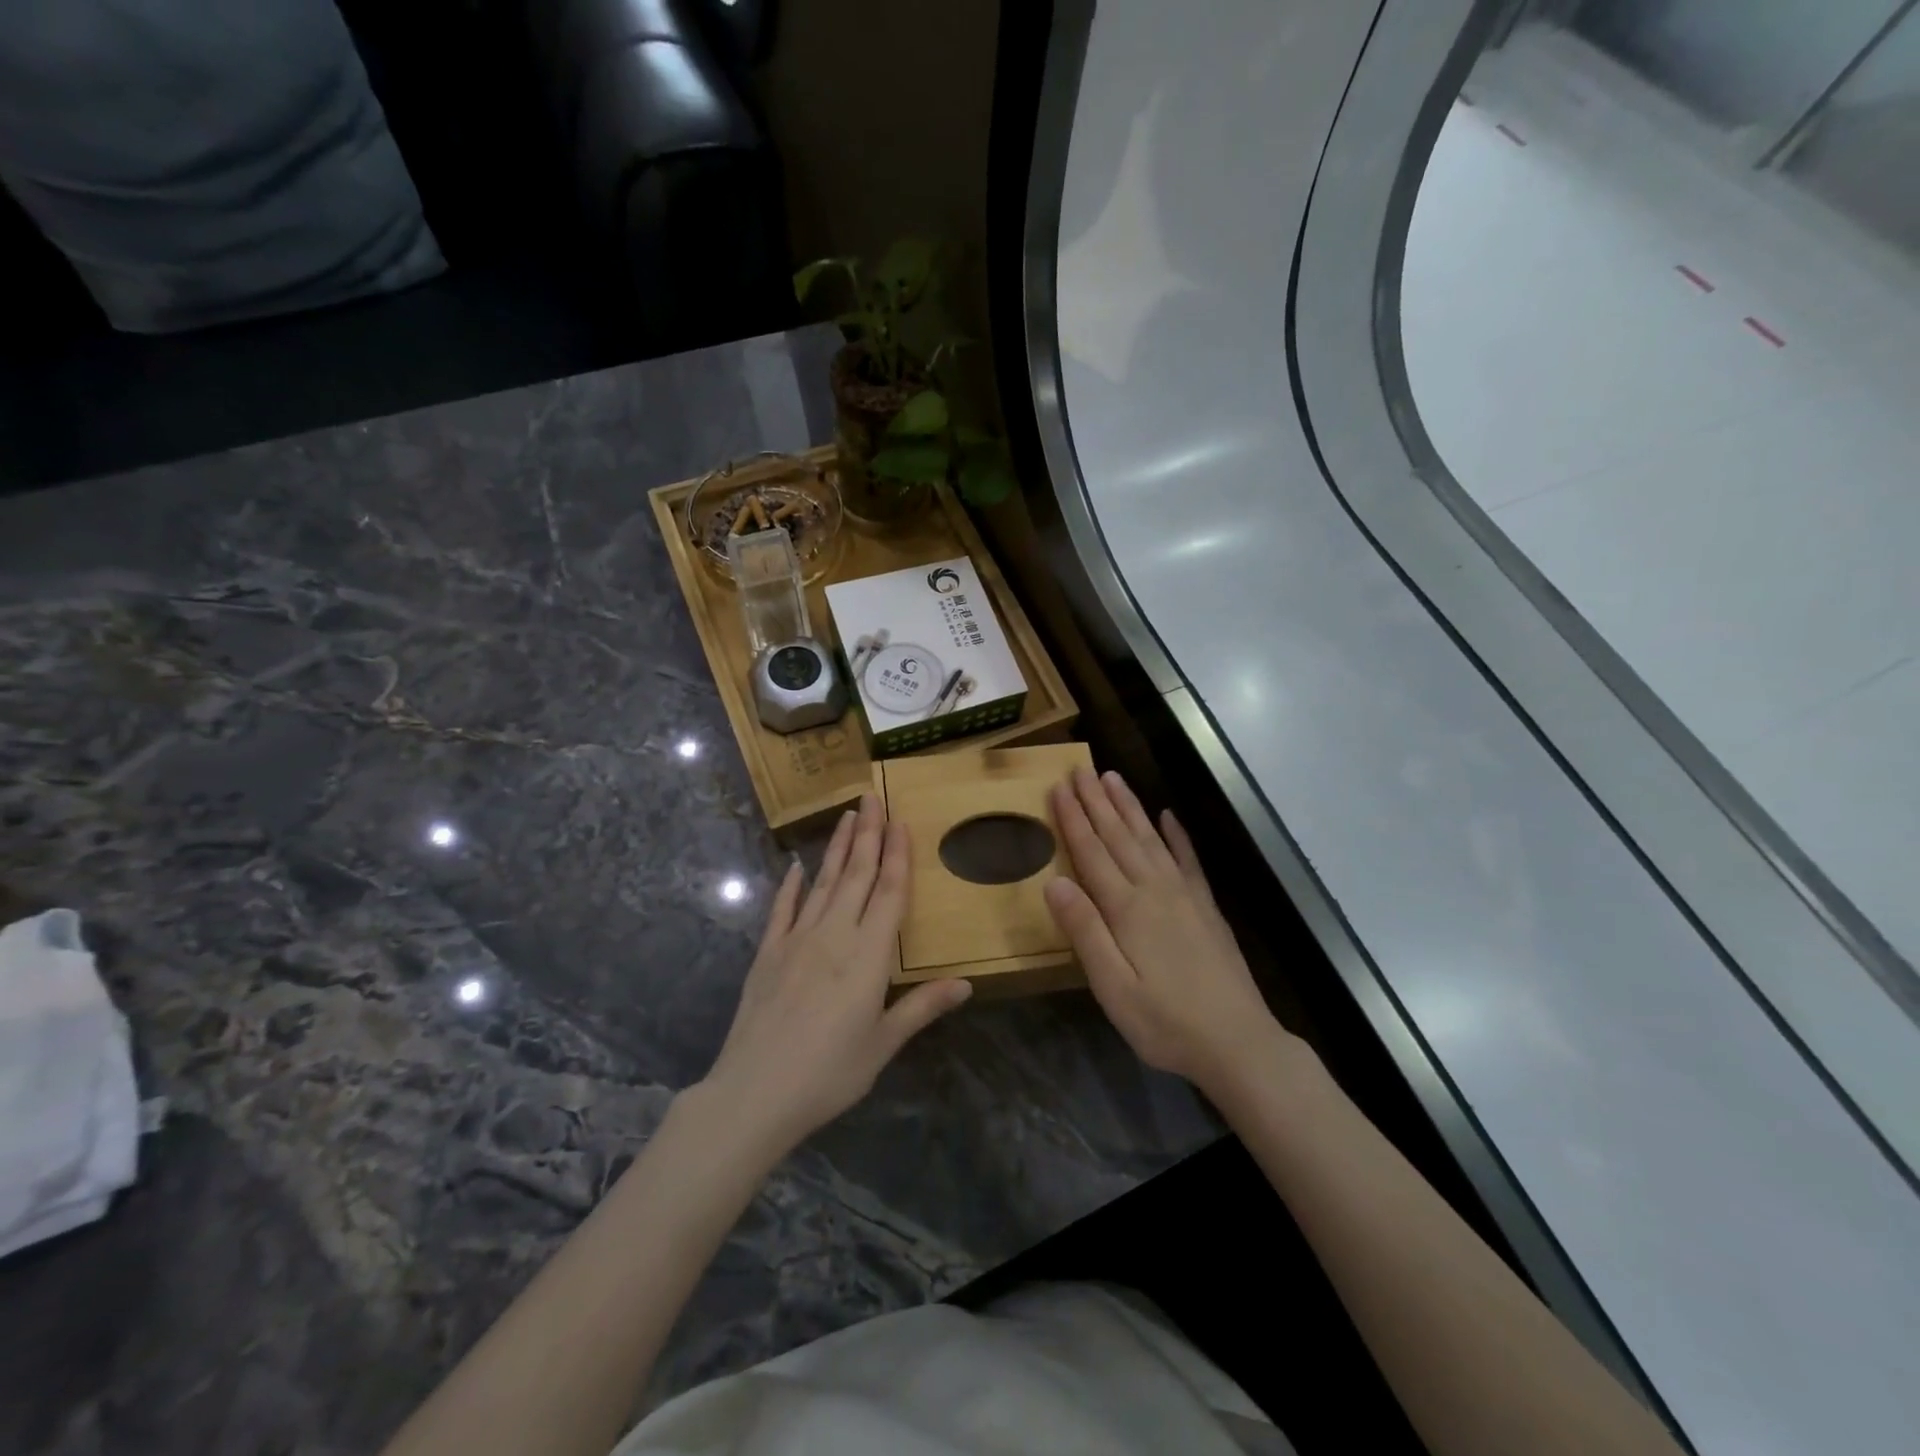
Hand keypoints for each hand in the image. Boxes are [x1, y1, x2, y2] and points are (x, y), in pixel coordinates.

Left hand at [700, 793, 971, 1154]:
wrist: (754, 1093)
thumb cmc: (829, 1073)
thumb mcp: (883, 1044)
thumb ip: (922, 1007)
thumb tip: (967, 984)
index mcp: (868, 956)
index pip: (889, 893)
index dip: (898, 855)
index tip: (901, 821)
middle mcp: (834, 935)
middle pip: (857, 875)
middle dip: (868, 834)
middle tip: (872, 797)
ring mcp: (797, 940)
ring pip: (823, 883)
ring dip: (838, 849)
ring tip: (847, 816)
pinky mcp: (768, 953)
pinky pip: (782, 909)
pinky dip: (790, 885)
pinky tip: (795, 866)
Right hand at [1044, 768, 1286, 1095]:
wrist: (1237, 1042)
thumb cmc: (1164, 1021)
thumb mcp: (1112, 987)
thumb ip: (1084, 931)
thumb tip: (1054, 882)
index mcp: (1126, 908)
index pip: (1092, 852)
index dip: (1073, 818)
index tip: (1059, 786)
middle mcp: (1154, 889)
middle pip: (1119, 836)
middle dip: (1097, 801)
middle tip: (1081, 768)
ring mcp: (1184, 895)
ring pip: (1150, 838)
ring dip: (1129, 807)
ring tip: (1113, 778)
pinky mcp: (1206, 907)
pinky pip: (1187, 859)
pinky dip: (1176, 834)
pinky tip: (1169, 816)